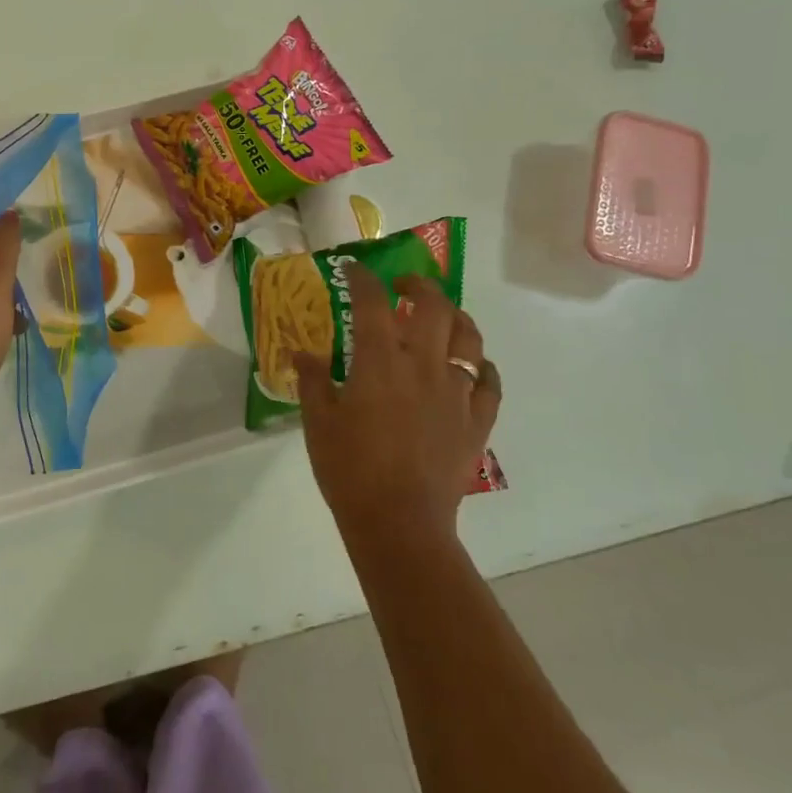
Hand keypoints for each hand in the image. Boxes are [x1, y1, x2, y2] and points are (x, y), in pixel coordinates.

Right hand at [296, 266, 500, 542]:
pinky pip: (489, 381)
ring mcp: (456, 392)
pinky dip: (482, 365)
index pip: (373, 302)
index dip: (363, 278)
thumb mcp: (318, 422)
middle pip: (434, 306)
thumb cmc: (350, 470)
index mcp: (380, 361)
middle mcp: (424, 365)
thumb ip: (312, 381)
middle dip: (419, 286)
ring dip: (455, 317)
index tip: (353, 269)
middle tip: (403, 288)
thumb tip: (302, 353)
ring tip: (441, 317)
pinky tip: (472, 366)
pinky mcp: (476, 420)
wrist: (400, 523)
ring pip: (469, 337)